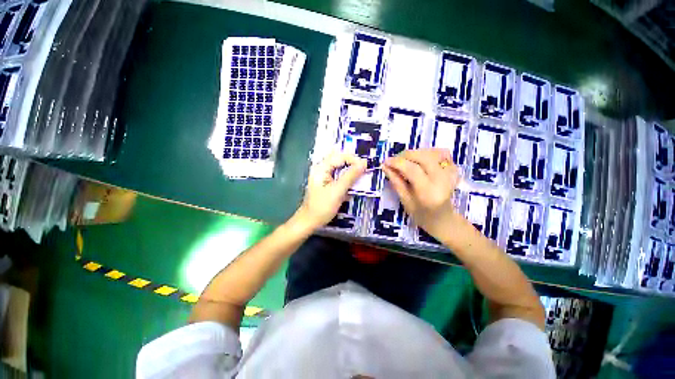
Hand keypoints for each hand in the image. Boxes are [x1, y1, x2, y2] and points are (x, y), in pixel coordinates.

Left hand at [294, 151, 366, 230]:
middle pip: (341, 160)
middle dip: (354, 165)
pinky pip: (340, 176)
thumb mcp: (337, 191)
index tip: (366, 167)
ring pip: (342, 168)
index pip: (340, 156)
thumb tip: (364, 163)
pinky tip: (352, 187)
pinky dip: (348, 180)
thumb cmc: (322, 207)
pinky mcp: (328, 183)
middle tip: (365, 172)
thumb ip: (351, 176)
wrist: (310, 221)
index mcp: (321, 167)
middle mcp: (322, 168)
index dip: (354, 160)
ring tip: (360, 180)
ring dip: (352, 173)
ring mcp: (325, 175)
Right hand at [382, 148, 460, 241]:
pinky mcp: (455, 169)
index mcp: (429, 193)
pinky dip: (428, 152)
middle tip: (394, 160)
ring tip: (406, 161)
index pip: (412, 170)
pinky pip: (441, 153)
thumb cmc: (421, 215)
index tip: (385, 161)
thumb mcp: (405, 201)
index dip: (397, 162)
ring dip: (416, 153)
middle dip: (405, 155)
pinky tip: (420, 160)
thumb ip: (396, 182)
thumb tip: (385, 166)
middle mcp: (443, 180)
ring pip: (432, 152)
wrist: (444, 219)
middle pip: (423, 157)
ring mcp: (452, 174)